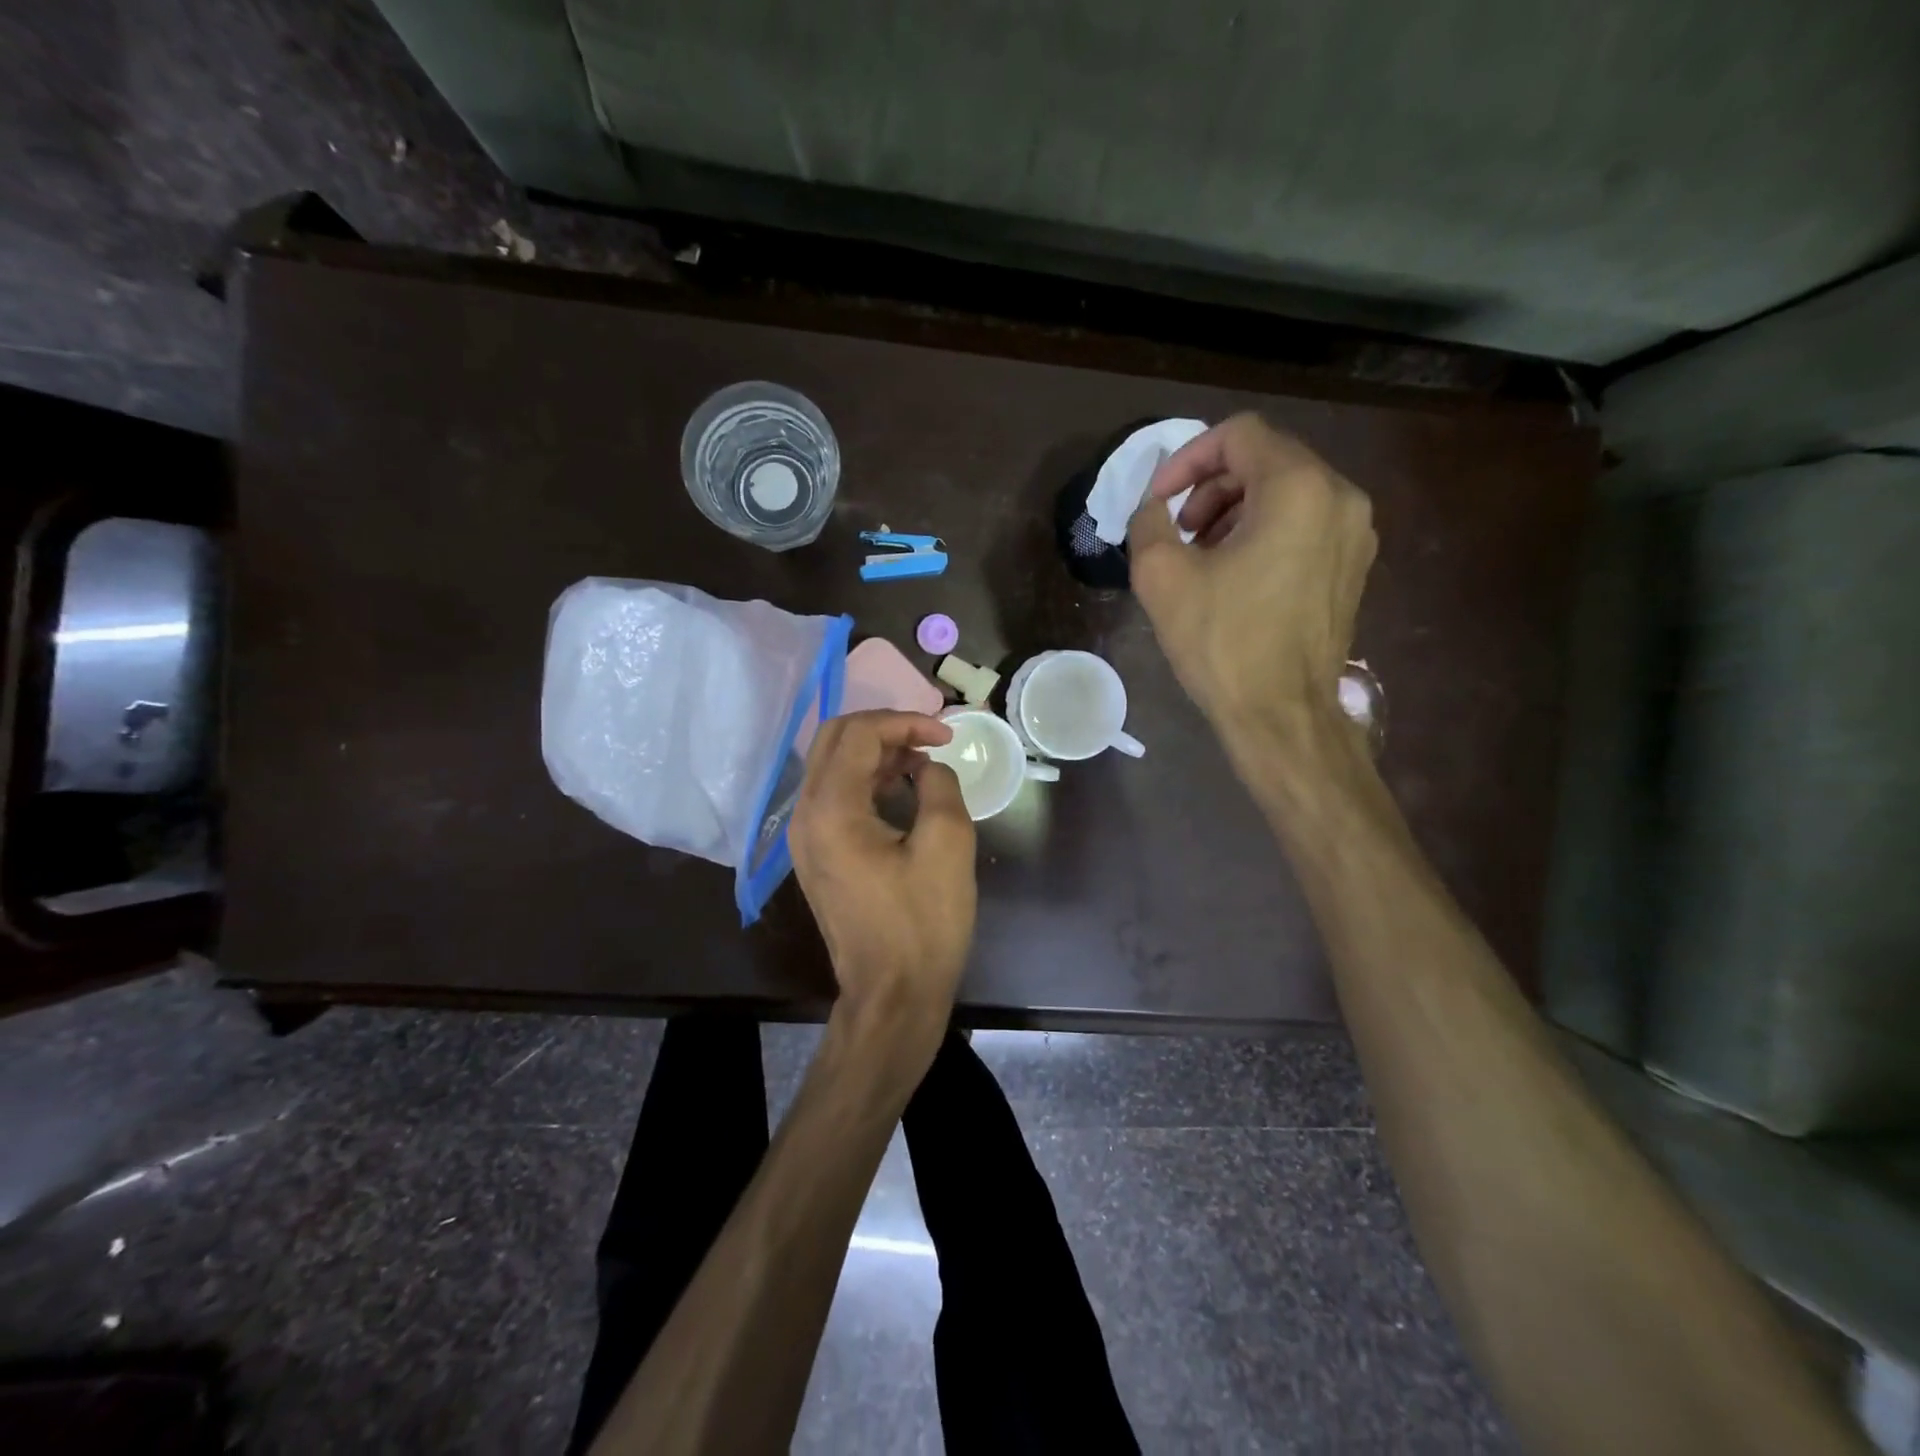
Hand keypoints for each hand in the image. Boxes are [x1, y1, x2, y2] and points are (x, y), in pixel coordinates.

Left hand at [790, 711, 977, 1038]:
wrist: (892, 994)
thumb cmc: (923, 923)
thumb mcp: (948, 845)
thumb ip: (939, 785)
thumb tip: (927, 766)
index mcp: (831, 809)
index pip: (859, 733)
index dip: (906, 721)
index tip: (947, 734)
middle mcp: (805, 814)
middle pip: (835, 739)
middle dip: (885, 728)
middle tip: (930, 739)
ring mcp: (804, 836)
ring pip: (831, 764)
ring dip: (875, 752)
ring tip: (922, 761)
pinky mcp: (814, 854)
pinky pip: (833, 794)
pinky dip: (865, 779)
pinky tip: (901, 788)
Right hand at [1129, 413, 1375, 743]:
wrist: (1282, 715)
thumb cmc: (1222, 642)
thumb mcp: (1162, 577)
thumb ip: (1148, 522)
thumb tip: (1153, 506)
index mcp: (1297, 488)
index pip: (1238, 435)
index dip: (1187, 459)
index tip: (1158, 501)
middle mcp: (1339, 497)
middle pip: (1265, 459)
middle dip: (1210, 487)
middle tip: (1179, 532)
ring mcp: (1355, 533)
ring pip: (1285, 492)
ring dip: (1234, 510)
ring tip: (1201, 556)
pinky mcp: (1353, 566)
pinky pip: (1304, 524)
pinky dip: (1263, 531)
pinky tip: (1234, 575)